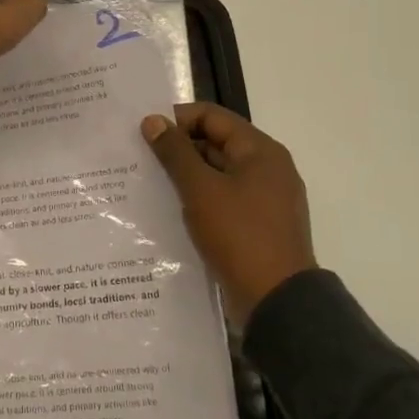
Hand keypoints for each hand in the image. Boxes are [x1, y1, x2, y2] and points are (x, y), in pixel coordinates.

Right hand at [142, 103, 316, 323]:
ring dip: (187, 176)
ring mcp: (266, 198)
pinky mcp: (259, 224)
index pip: (212, 116)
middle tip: (141, 160)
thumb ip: (175, 152)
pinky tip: (173, 211)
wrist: (277, 301)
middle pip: (216, 143)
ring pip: (218, 173)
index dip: (177, 119)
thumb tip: (153, 120)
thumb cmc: (239, 235)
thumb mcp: (200, 190)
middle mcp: (268, 168)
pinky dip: (200, 199)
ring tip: (150, 184)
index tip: (144, 134)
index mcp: (260, 150)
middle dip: (179, 149)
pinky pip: (224, 199)